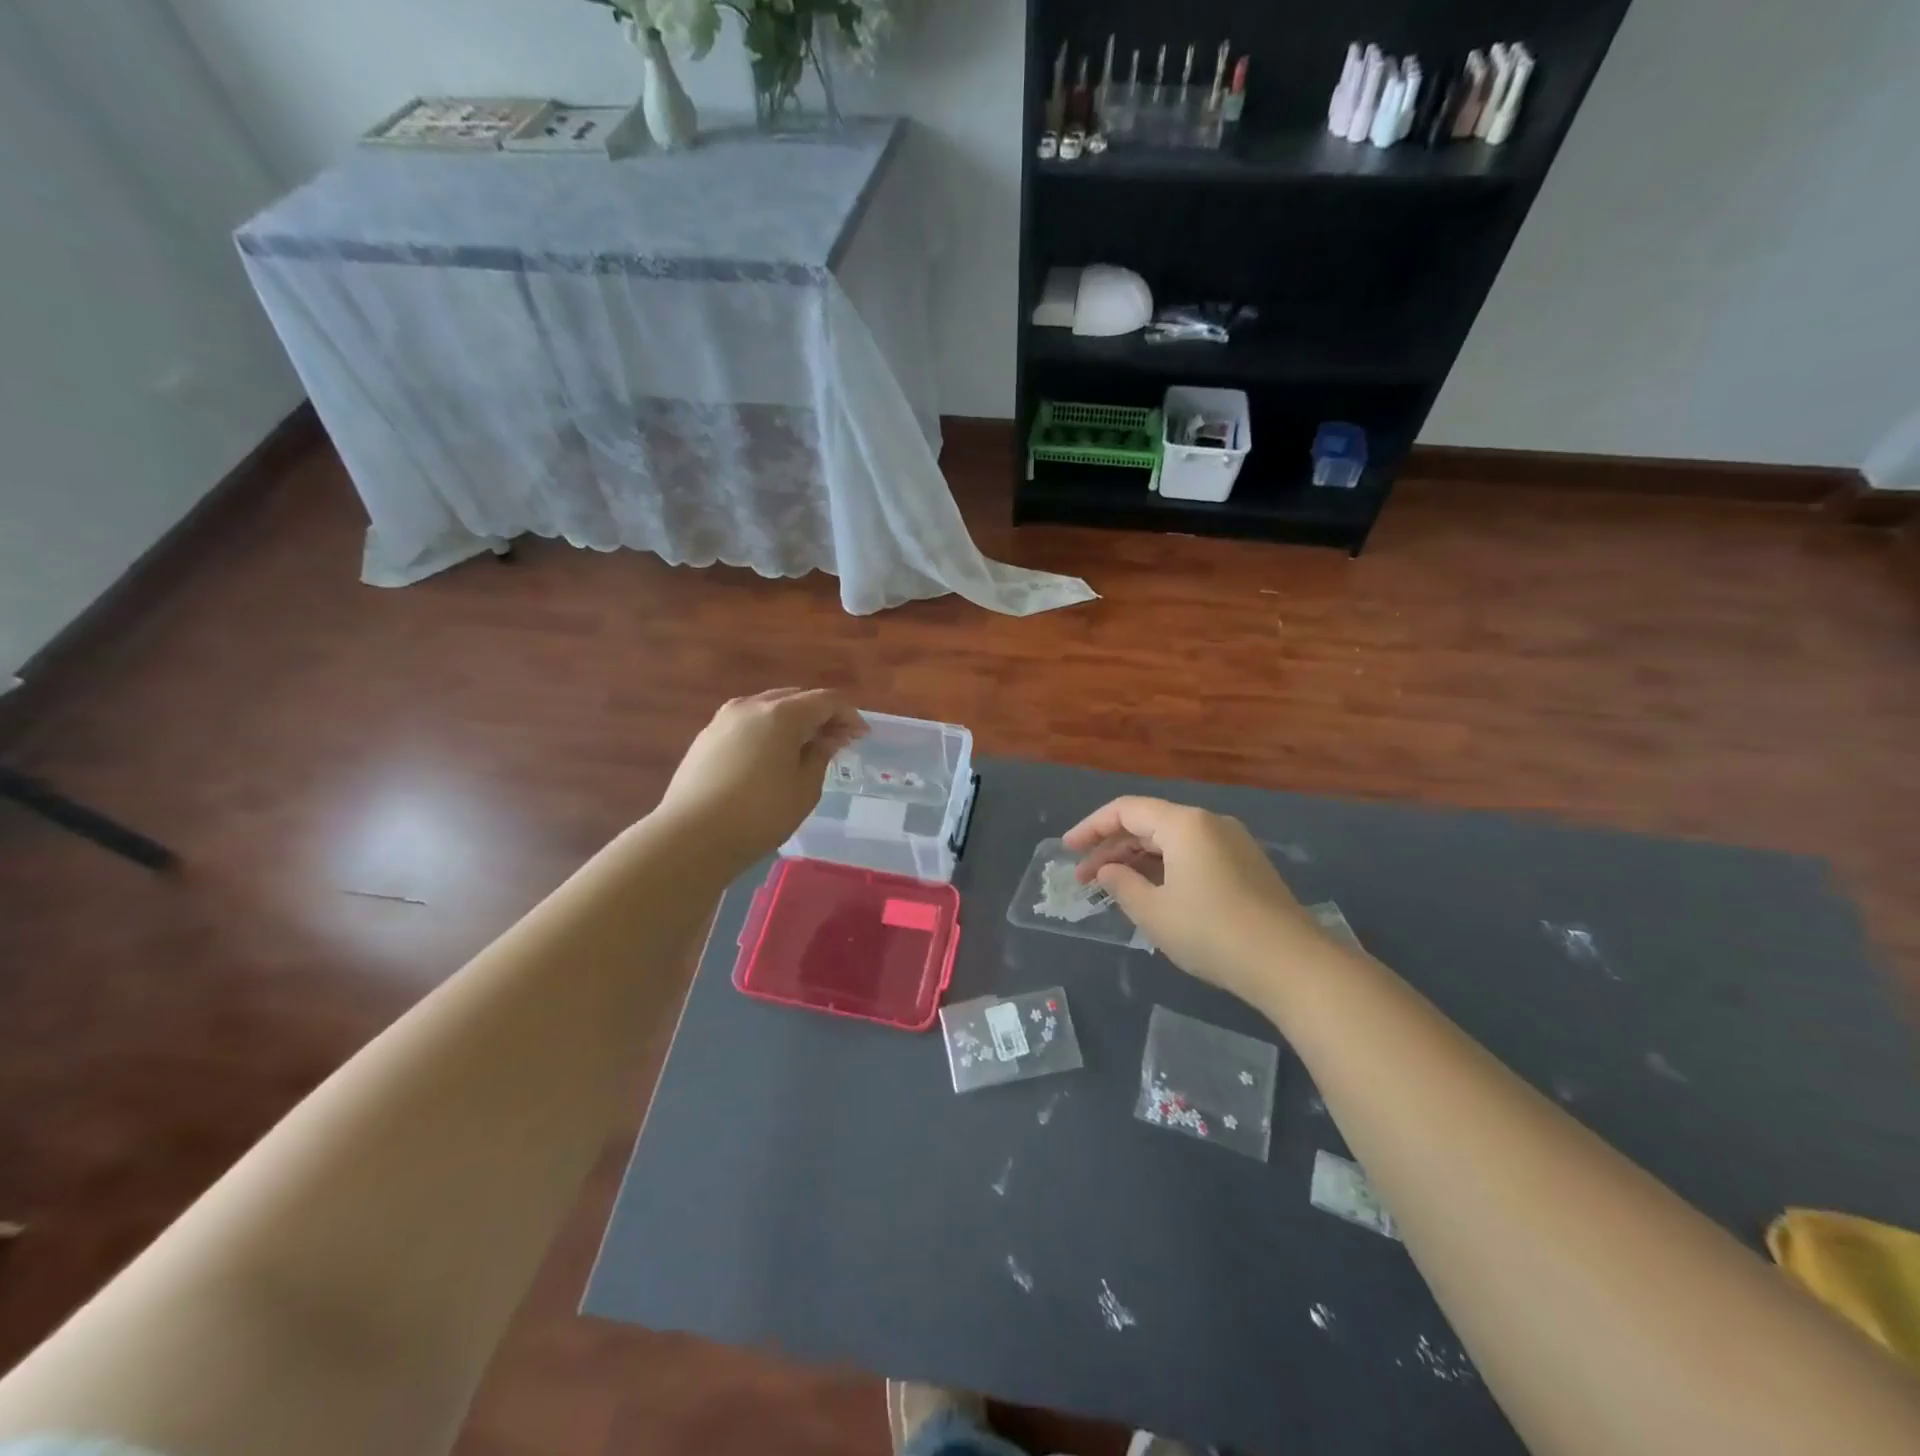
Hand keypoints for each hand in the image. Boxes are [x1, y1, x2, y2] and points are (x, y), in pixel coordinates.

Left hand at [655, 689, 866, 868]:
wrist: (691, 836)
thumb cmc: (759, 815)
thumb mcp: (804, 789)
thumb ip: (820, 756)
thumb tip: (828, 738)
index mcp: (781, 714)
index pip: (826, 700)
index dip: (848, 715)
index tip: (861, 737)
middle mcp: (751, 705)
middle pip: (796, 698)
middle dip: (821, 715)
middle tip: (837, 741)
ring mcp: (724, 719)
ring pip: (769, 708)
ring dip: (793, 721)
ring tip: (805, 748)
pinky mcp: (706, 737)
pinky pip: (747, 723)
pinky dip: (767, 731)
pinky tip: (771, 756)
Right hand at [1063, 797, 1341, 1006]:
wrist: (1290, 964)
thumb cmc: (1212, 932)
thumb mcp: (1154, 912)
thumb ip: (1121, 885)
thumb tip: (1108, 871)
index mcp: (1184, 824)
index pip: (1126, 810)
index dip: (1091, 827)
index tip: (1067, 850)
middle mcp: (1209, 823)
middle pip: (1148, 823)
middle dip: (1112, 847)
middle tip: (1084, 877)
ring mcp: (1232, 843)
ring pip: (1171, 840)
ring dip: (1137, 859)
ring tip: (1112, 886)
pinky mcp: (1245, 866)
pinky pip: (1192, 854)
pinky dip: (1164, 867)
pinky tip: (1151, 892)